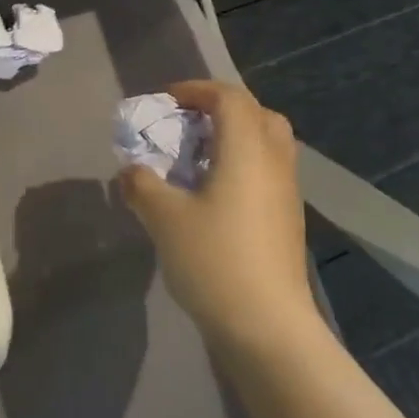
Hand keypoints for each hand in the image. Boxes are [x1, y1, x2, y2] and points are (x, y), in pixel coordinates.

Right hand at [118, 80, 317, 347]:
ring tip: (196, 158)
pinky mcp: (287, 221)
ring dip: (233, 138)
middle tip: (187, 124)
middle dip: (221, 109)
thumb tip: (131, 170)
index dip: (197, 90)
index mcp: (247, 151)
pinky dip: (241, 165)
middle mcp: (274, 164)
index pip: (230, 98)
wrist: (267, 327)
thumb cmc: (214, 260)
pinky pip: (267, 172)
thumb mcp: (163, 217)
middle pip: (258, 114)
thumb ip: (141, 184)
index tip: (165, 102)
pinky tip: (212, 194)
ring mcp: (286, 194)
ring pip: (267, 145)